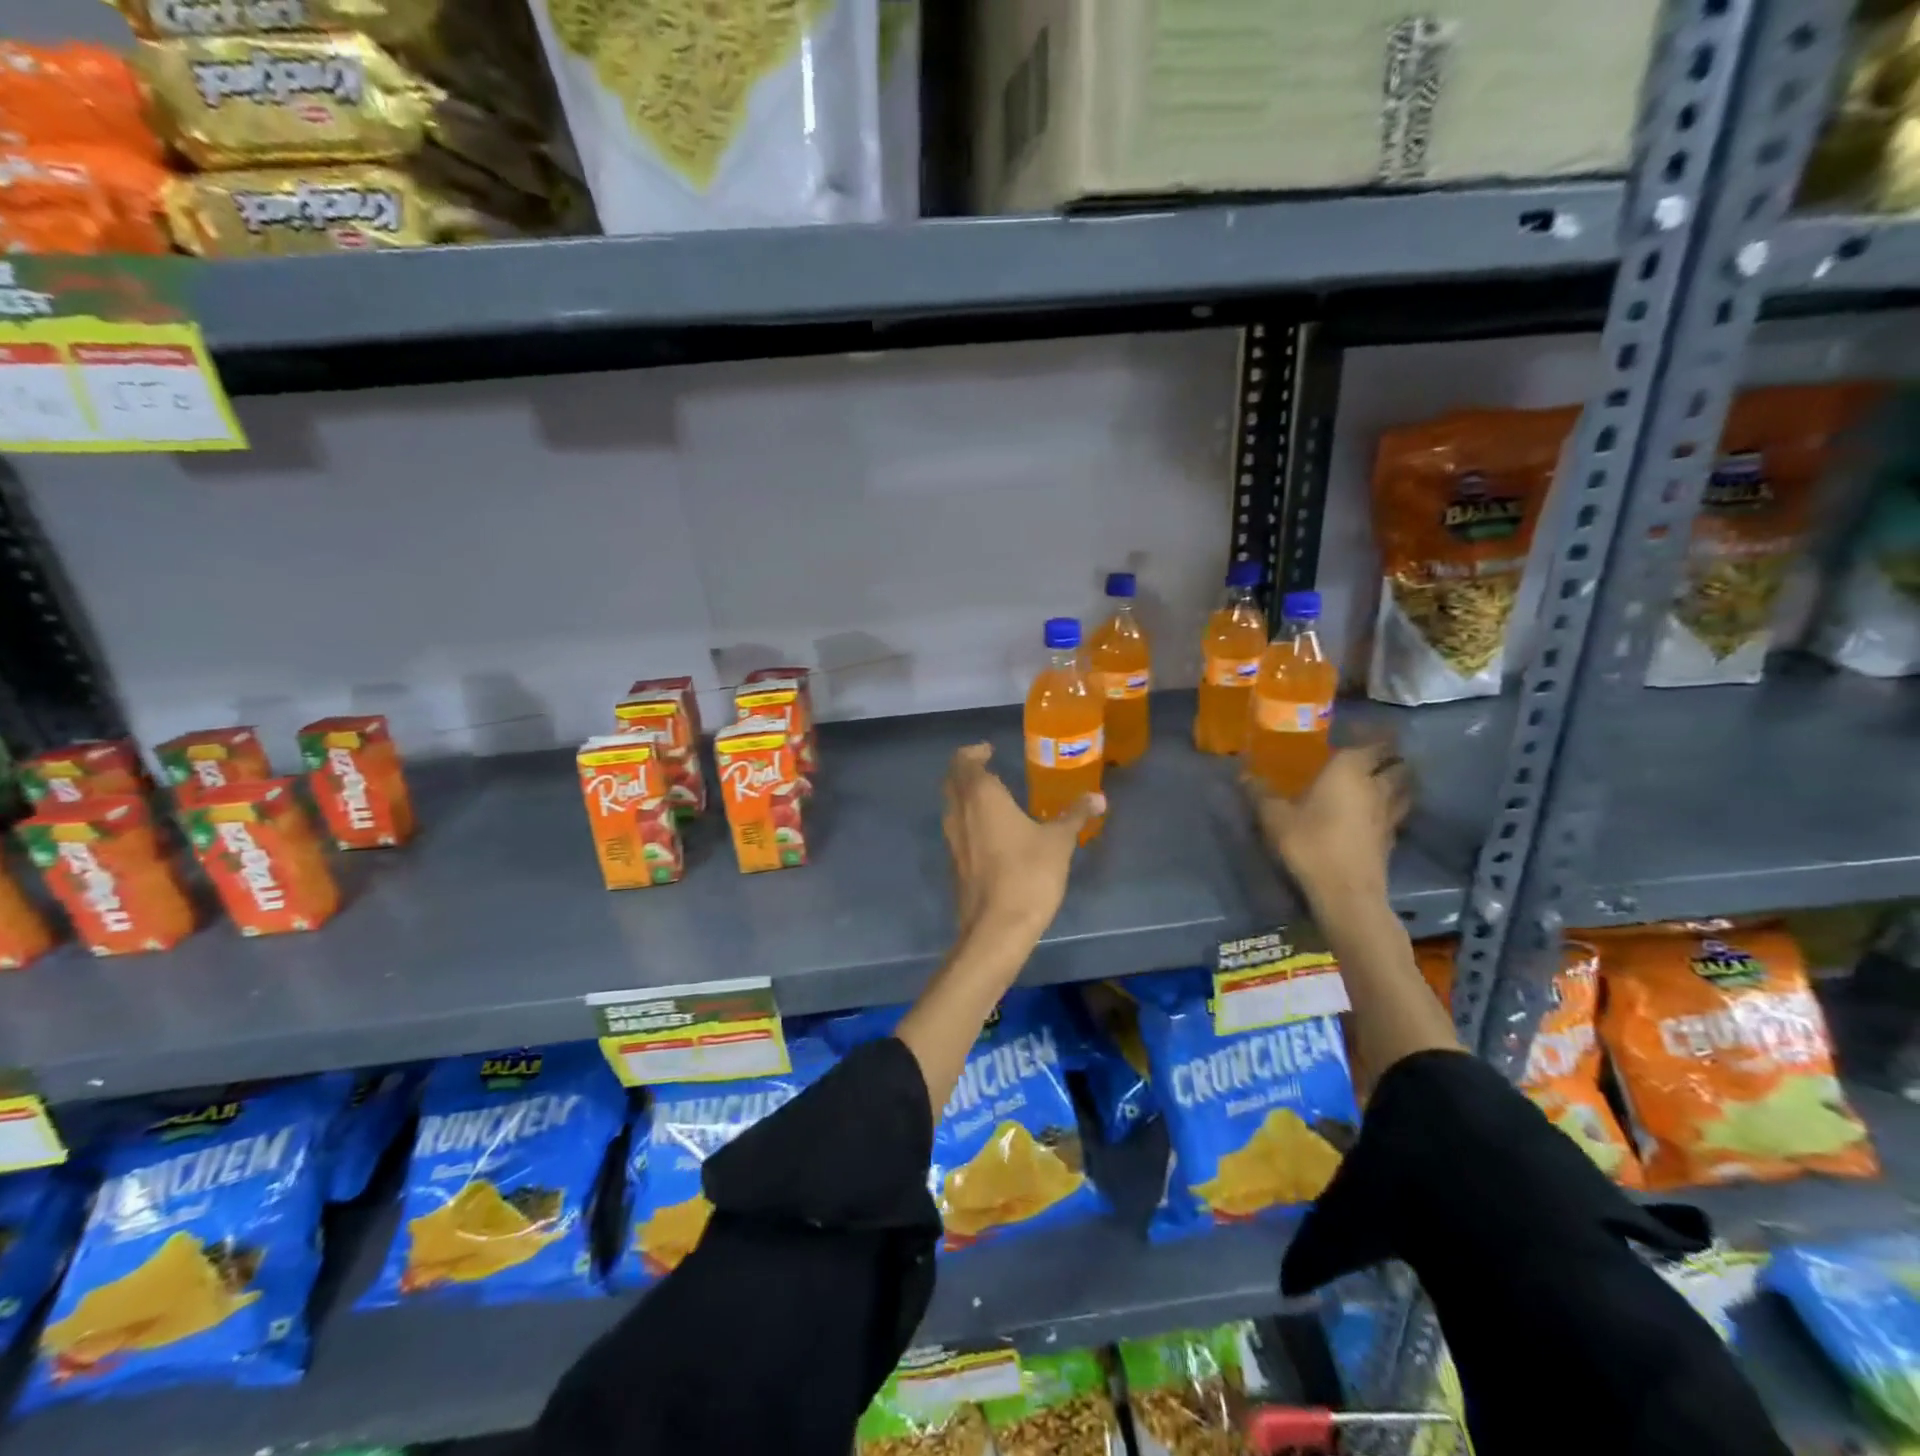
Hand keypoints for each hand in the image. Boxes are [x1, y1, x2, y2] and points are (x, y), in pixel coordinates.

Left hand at [942, 743, 1101, 939]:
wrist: (996, 928)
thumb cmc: (1028, 874)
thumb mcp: (1059, 842)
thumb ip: (1075, 815)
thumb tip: (1098, 796)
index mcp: (980, 796)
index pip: (965, 762)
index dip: (974, 752)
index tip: (989, 750)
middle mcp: (959, 812)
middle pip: (952, 781)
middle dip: (966, 770)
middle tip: (988, 767)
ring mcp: (953, 839)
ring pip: (951, 805)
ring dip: (965, 794)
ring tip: (992, 795)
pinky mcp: (955, 863)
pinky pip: (957, 828)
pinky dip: (968, 819)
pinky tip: (991, 830)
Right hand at [1247, 741, 1410, 909]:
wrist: (1345, 892)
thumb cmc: (1309, 843)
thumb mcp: (1275, 817)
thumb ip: (1261, 793)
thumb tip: (1243, 774)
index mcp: (1349, 771)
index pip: (1372, 743)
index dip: (1372, 735)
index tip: (1363, 729)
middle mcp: (1376, 787)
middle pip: (1397, 764)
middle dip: (1391, 757)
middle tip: (1373, 755)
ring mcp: (1389, 814)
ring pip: (1404, 788)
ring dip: (1399, 781)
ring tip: (1384, 780)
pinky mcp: (1392, 840)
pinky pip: (1398, 813)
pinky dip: (1393, 807)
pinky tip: (1379, 813)